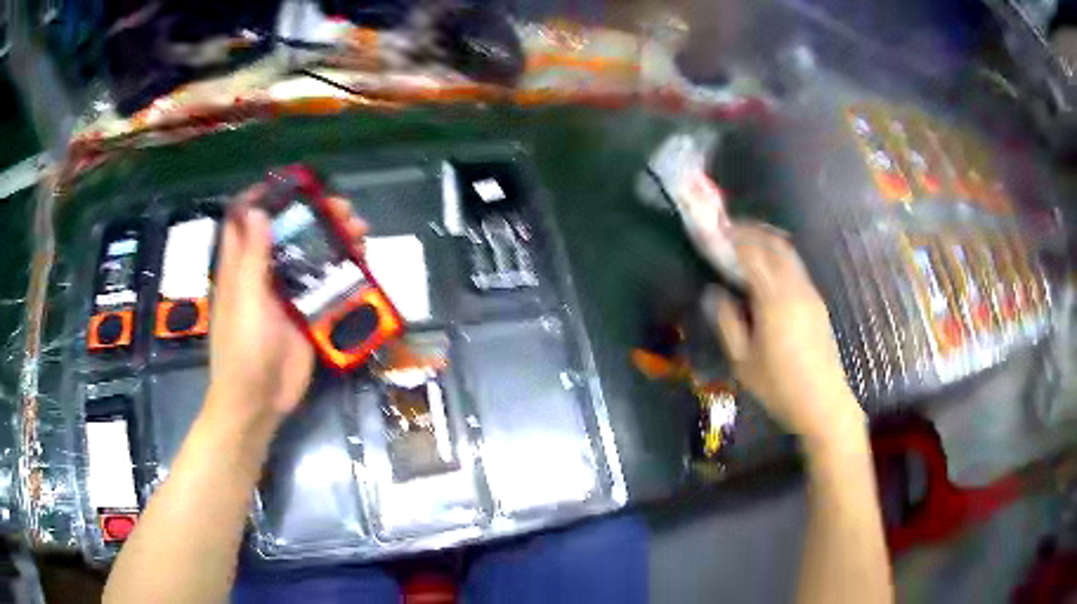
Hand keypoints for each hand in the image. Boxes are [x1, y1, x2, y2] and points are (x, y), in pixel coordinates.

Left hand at [207, 186, 366, 429]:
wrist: (260, 401)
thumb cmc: (243, 350)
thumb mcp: (246, 300)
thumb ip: (251, 257)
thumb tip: (256, 209)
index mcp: (240, 267)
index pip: (245, 221)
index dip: (262, 198)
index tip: (290, 184)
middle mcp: (263, 275)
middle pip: (287, 234)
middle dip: (311, 215)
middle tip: (339, 207)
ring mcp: (286, 295)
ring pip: (310, 257)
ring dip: (332, 240)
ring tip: (359, 230)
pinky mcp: (307, 315)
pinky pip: (326, 286)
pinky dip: (342, 272)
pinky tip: (362, 263)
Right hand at [703, 222, 863, 441]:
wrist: (823, 403)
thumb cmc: (779, 386)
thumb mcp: (743, 361)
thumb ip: (727, 322)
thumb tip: (714, 293)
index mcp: (774, 299)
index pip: (752, 253)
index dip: (732, 238)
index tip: (714, 230)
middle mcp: (795, 287)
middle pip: (774, 243)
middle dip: (751, 231)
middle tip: (729, 231)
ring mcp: (810, 293)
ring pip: (788, 252)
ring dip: (767, 241)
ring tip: (746, 244)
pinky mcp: (817, 302)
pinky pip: (796, 267)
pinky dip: (778, 256)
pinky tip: (767, 271)